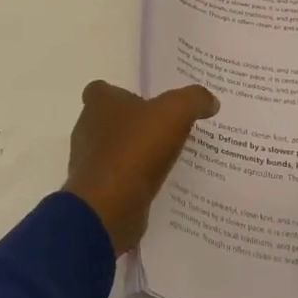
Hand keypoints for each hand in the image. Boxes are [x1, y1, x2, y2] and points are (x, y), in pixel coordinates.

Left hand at [64, 80, 219, 254]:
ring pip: (114, 150)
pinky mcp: (97, 191)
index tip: (147, 102)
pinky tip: (158, 184)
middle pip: (110, 120)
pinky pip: (118, 179)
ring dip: (135, 154)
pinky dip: (134, 180)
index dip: (122, 93)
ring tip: (167, 158)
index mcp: (99, 103)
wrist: (109, 207)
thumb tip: (210, 101)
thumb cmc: (135, 148)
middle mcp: (88, 129)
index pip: (102, 90)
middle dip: (133, 124)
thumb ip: (193, 100)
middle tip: (166, 128)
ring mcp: (89, 162)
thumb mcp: (175, 113)